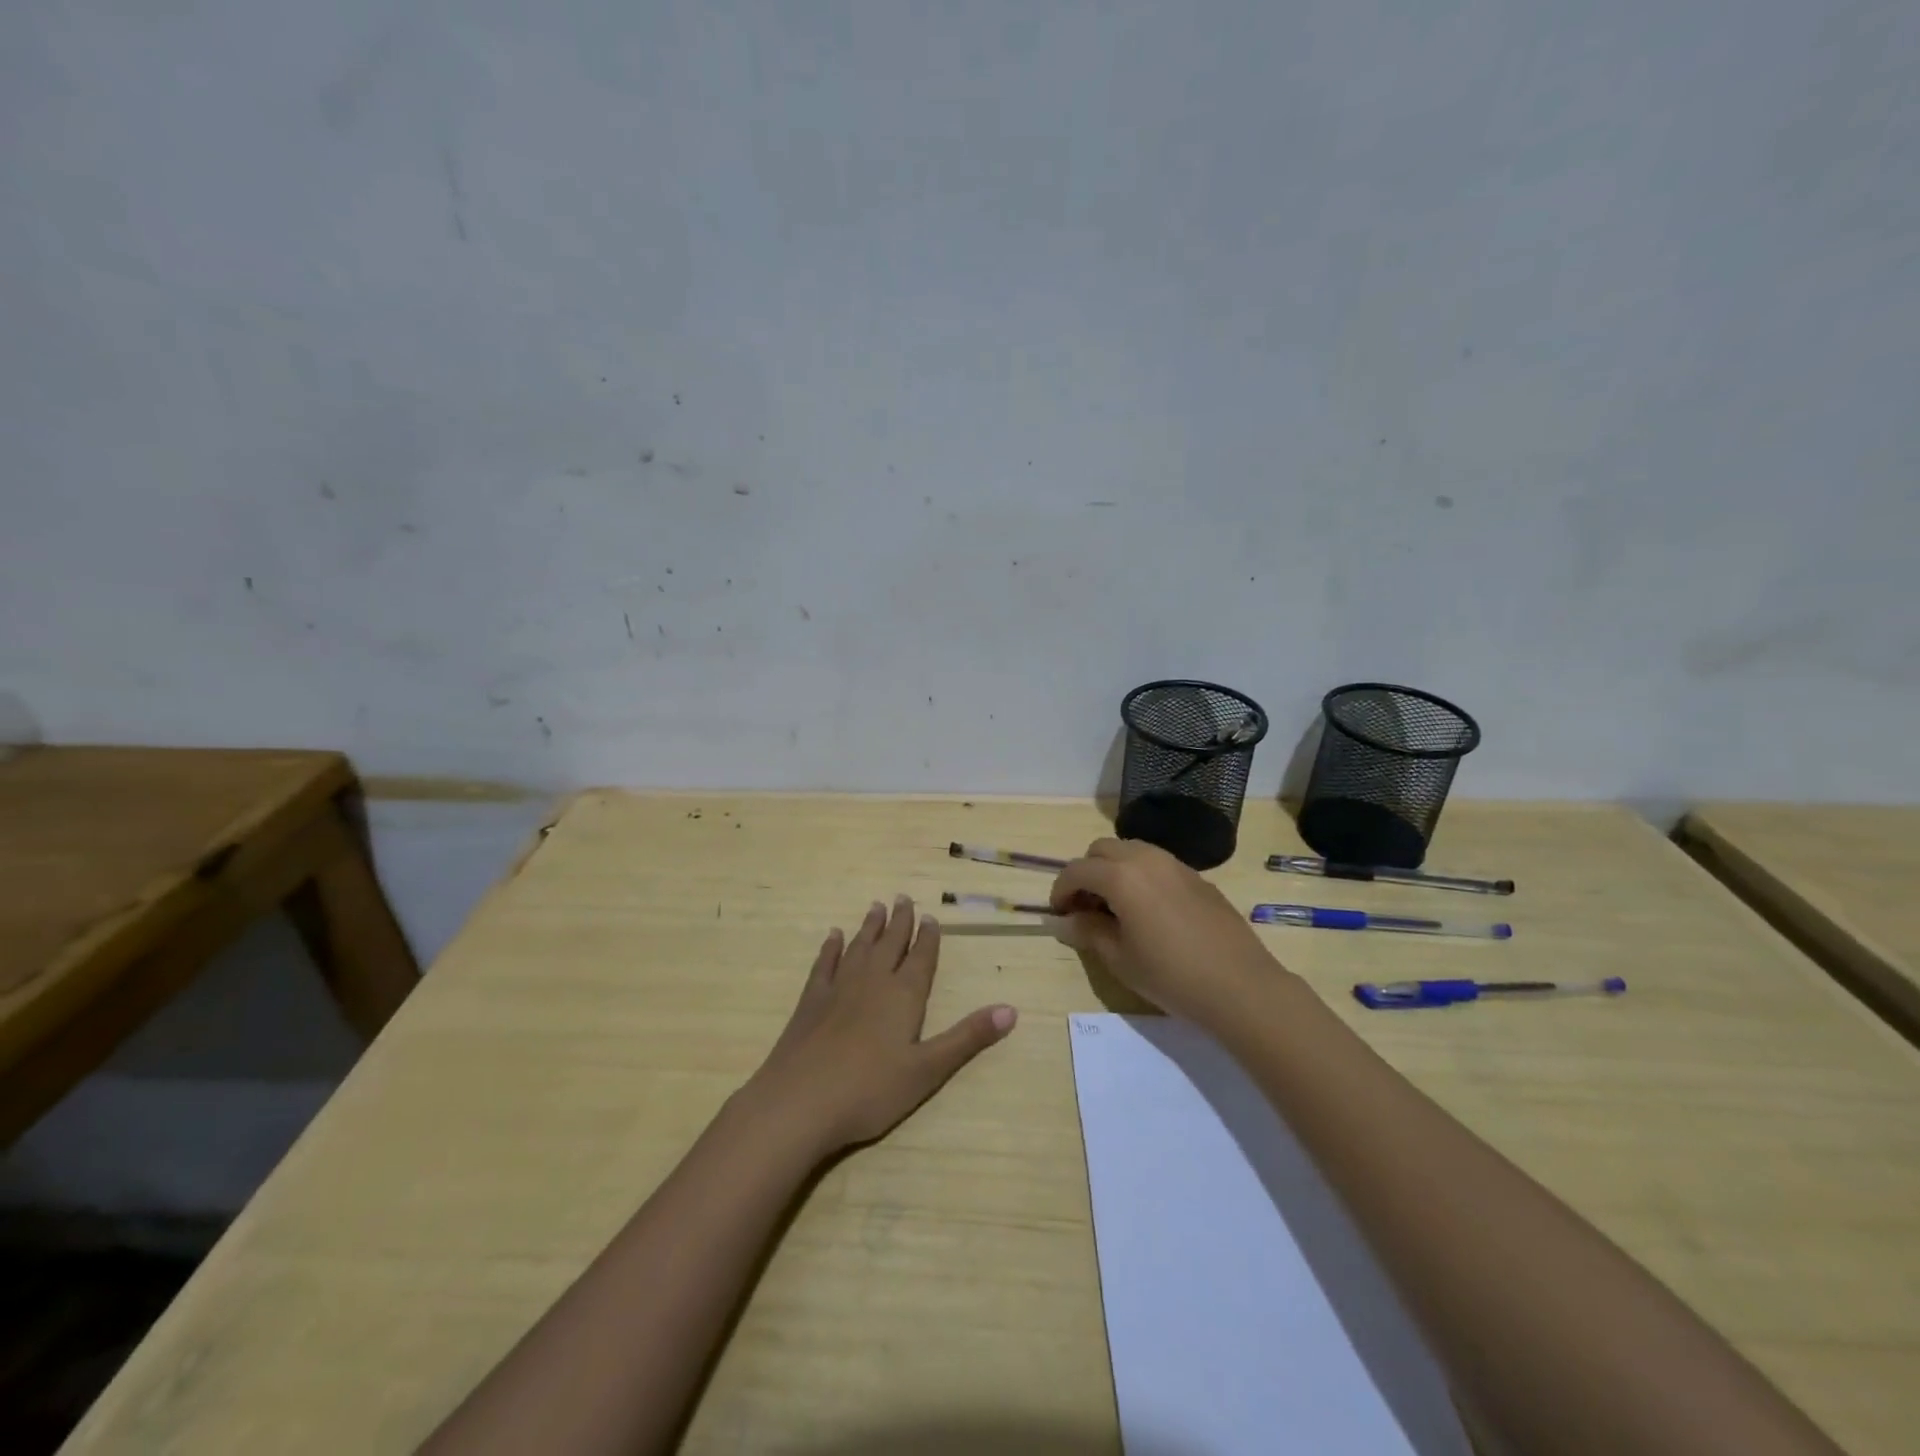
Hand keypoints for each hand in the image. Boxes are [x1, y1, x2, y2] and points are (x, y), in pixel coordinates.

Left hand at [743, 896, 1016, 1157]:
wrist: (800, 1101)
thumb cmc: (870, 1090)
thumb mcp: (928, 1070)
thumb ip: (968, 1038)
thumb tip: (1012, 1010)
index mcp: (903, 996)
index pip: (921, 958)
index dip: (928, 938)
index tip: (931, 916)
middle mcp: (872, 982)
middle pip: (889, 944)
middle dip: (900, 922)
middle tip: (904, 898)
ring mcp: (838, 988)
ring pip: (859, 947)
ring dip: (869, 927)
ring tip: (876, 907)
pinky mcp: (810, 1002)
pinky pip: (825, 964)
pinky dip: (831, 948)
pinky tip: (833, 936)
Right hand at [1049, 838, 1281, 1024]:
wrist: (1240, 986)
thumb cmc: (1171, 976)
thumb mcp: (1120, 958)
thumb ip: (1088, 932)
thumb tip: (1064, 921)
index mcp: (1122, 876)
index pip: (1077, 870)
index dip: (1060, 890)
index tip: (1059, 914)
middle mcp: (1146, 859)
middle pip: (1102, 849)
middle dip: (1086, 873)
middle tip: (1085, 908)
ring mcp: (1176, 865)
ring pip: (1131, 851)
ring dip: (1113, 870)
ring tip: (1115, 908)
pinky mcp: (1197, 877)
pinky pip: (1156, 864)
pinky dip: (1140, 876)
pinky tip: (1148, 912)